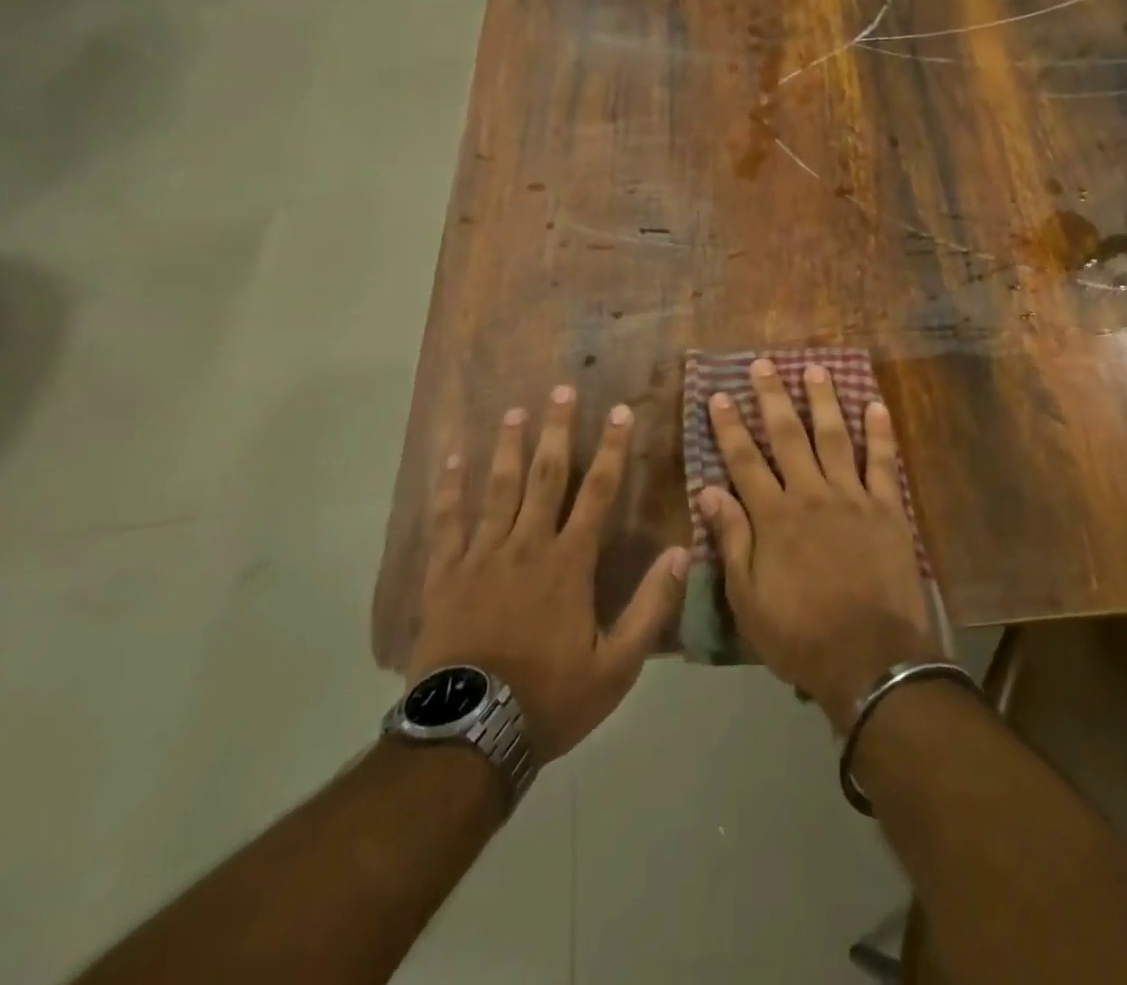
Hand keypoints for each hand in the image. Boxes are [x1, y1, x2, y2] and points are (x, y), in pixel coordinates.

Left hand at [409, 386, 689, 763]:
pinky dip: (451, 489)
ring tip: (516, 411)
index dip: (612, 450)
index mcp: (569, 563)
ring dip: (510, 447)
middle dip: (557, 430)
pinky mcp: (445, 575)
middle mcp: (527, 545)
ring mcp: (481, 557)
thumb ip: (650, 607)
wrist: (469, 736)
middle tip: (562, 390)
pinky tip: (453, 460)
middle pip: (546, 476)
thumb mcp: (615, 666)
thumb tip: (681, 552)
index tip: (620, 412)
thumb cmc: (549, 698)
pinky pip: (448, 522)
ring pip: (498, 489)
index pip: (598, 493)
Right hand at [698, 359, 941, 731]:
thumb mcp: (748, 599)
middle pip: (788, 436)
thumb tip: (708, 490)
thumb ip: (732, 540)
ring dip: (823, 401)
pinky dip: (881, 433)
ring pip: (834, 437)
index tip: (720, 394)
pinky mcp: (889, 509)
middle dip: (772, 397)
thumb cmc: (801, 635)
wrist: (871, 660)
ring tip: (815, 369)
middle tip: (763, 364)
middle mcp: (811, 494)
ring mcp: (853, 497)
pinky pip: (884, 462)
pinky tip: (876, 405)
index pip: (744, 460)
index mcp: (774, 517)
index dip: (730, 426)